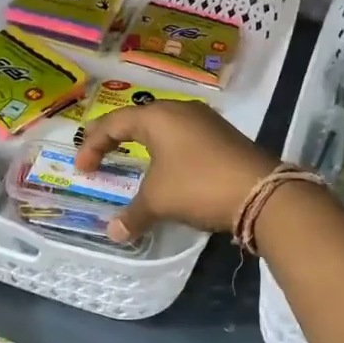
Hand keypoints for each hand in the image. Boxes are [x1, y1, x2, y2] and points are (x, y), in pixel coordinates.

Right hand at [72, 101, 276, 242]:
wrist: (261, 192)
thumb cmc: (198, 185)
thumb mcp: (159, 200)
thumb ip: (133, 214)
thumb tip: (113, 233)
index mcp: (158, 116)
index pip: (114, 123)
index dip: (93, 145)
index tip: (82, 169)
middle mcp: (180, 110)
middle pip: (139, 119)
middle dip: (117, 138)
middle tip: (101, 157)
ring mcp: (206, 121)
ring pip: (165, 128)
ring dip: (145, 145)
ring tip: (133, 162)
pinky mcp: (223, 136)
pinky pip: (184, 138)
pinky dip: (167, 151)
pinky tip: (168, 170)